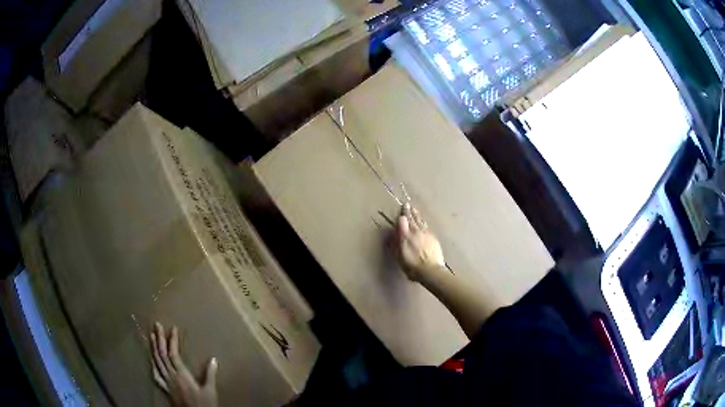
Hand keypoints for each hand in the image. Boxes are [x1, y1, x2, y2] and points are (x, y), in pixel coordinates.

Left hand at [151, 322, 218, 406]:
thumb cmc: (204, 404)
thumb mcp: (210, 391)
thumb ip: (210, 375)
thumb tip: (213, 359)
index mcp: (182, 375)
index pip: (173, 354)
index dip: (172, 340)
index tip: (173, 328)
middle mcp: (172, 376)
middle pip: (162, 355)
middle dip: (159, 339)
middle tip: (156, 325)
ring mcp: (167, 383)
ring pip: (157, 362)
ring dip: (154, 348)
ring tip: (152, 336)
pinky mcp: (166, 389)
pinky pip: (156, 375)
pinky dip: (152, 365)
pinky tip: (151, 360)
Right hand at [394, 204, 445, 281]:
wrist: (430, 270)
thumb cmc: (412, 266)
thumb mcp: (399, 257)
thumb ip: (394, 245)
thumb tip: (391, 236)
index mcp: (405, 236)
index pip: (402, 221)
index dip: (401, 215)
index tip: (400, 210)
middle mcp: (415, 231)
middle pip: (411, 218)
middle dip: (408, 211)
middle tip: (407, 204)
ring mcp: (425, 233)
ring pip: (420, 221)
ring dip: (416, 214)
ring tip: (414, 209)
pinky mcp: (433, 237)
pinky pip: (426, 226)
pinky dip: (423, 222)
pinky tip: (423, 222)